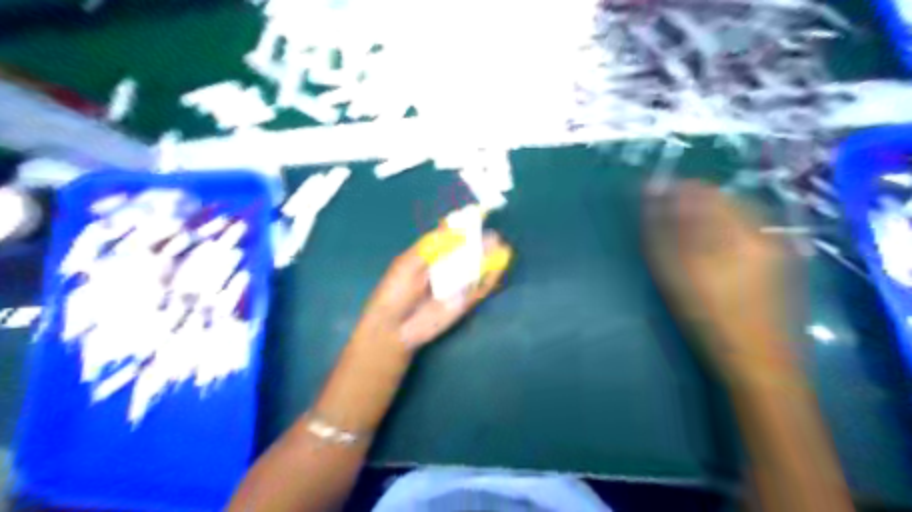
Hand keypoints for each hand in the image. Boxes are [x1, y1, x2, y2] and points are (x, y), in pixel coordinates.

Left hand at [355, 231, 510, 351]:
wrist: (394, 327)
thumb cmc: (395, 291)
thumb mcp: (408, 263)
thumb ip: (431, 246)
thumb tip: (452, 225)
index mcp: (432, 254)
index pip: (452, 236)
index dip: (465, 226)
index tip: (478, 214)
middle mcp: (447, 267)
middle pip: (468, 251)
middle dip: (481, 242)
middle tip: (492, 236)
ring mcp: (457, 284)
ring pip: (477, 268)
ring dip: (490, 258)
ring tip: (501, 246)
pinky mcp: (465, 301)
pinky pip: (480, 289)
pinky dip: (490, 278)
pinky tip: (499, 267)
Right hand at [640, 182, 799, 386]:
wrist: (760, 362)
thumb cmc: (710, 320)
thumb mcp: (677, 275)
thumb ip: (662, 231)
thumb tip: (650, 194)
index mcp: (738, 233)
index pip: (702, 193)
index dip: (675, 191)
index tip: (654, 195)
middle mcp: (764, 230)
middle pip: (722, 198)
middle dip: (692, 201)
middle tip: (666, 216)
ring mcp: (779, 242)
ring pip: (736, 211)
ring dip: (708, 213)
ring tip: (686, 230)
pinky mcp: (784, 256)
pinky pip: (749, 226)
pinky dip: (725, 227)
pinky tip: (712, 245)